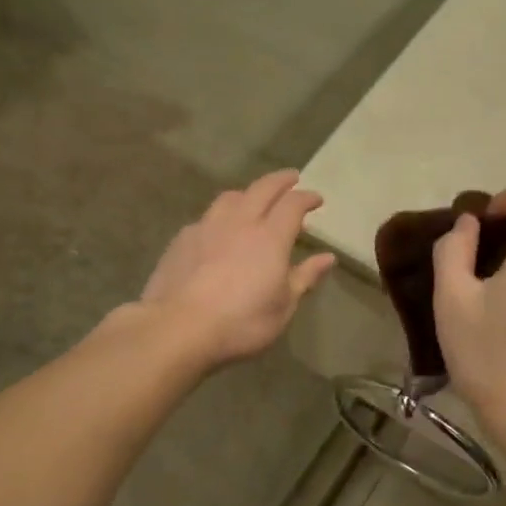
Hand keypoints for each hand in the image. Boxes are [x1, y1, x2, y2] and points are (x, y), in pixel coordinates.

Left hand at [138, 168, 334, 367]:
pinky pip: (207, 217)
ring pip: (230, 197)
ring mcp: (207, 227)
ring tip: (253, 200)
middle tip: (292, 178)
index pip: (293, 204)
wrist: (178, 327)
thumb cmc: (241, 322)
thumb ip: (305, 277)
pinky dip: (221, 216)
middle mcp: (240, 222)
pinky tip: (218, 230)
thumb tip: (327, 257)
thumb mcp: (283, 306)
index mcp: (270, 237)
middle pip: (262, 189)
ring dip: (248, 193)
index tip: (317, 199)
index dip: (307, 198)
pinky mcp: (182, 239)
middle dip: (281, 181)